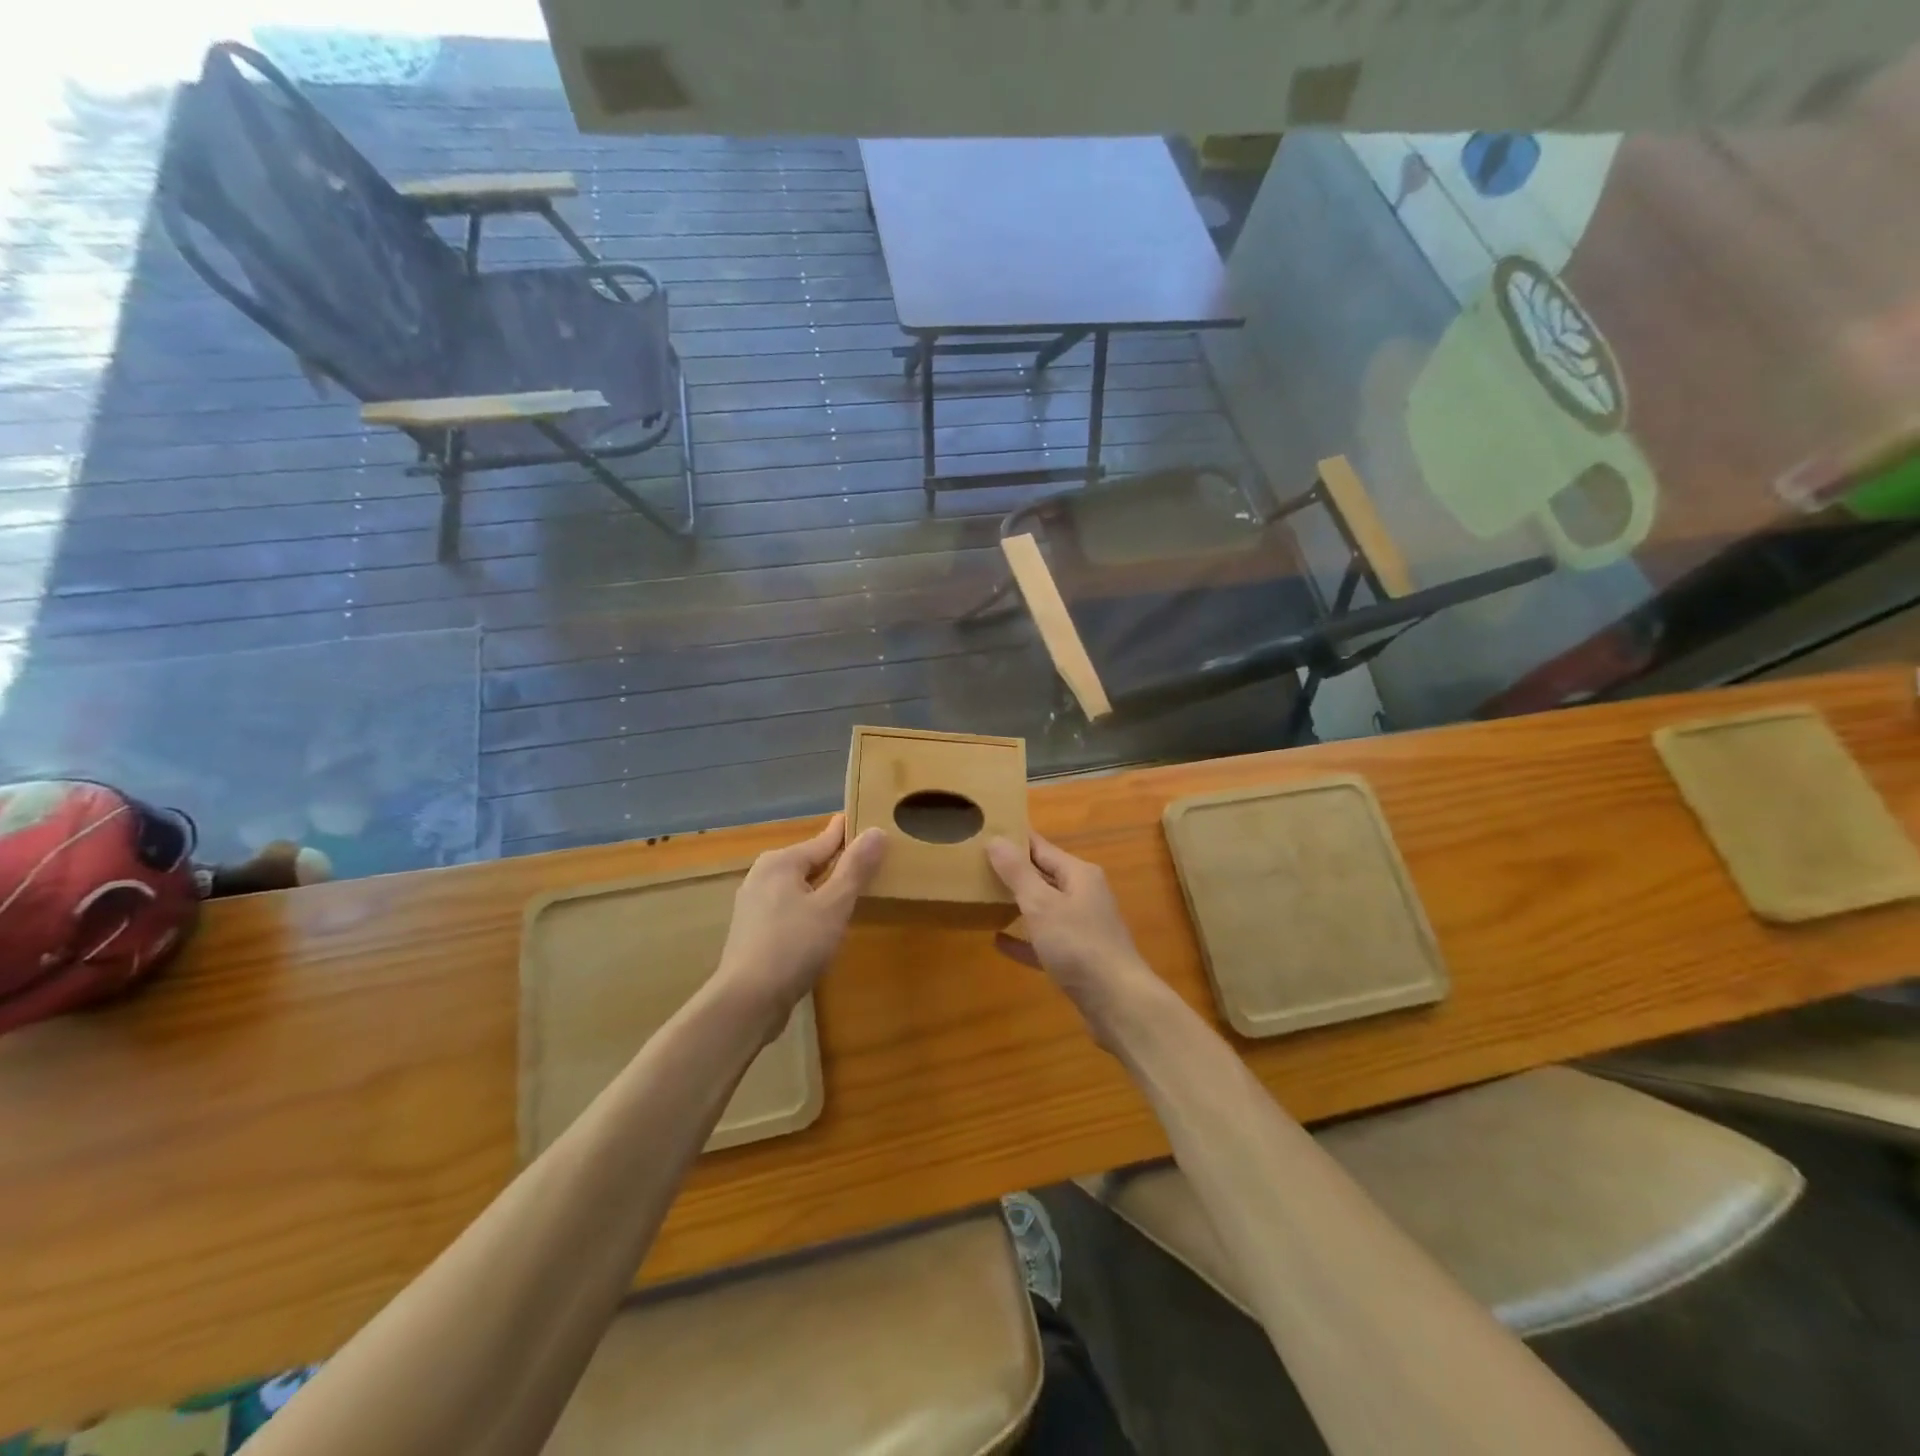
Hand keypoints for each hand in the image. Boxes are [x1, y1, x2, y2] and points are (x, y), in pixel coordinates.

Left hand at [714, 814, 887, 1037]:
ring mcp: (754, 905)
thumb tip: (876, 831)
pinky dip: (810, 907)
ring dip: (824, 887)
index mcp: (781, 862)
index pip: (824, 839)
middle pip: (809, 861)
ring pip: (799, 886)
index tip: (867, 821)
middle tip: (868, 858)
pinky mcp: (753, 932)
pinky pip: (790, 908)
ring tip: (852, 889)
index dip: (848, 832)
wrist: (747, 1001)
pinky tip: (824, 922)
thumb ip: (855, 868)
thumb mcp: (834, 905)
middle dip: (837, 860)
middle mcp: (763, 876)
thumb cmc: (794, 946)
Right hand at [987, 832, 1159, 1040]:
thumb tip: (996, 839)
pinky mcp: (1078, 958)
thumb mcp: (1041, 904)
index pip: (1041, 847)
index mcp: (1079, 874)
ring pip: (1045, 908)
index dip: (1014, 840)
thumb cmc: (1078, 945)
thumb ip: (1017, 873)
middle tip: (976, 865)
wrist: (1117, 1002)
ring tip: (984, 898)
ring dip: (1018, 904)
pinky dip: (1024, 939)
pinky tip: (999, 941)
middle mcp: (1084, 895)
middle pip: (1044, 876)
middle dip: (1014, 871)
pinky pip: (1045, 941)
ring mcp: (1083, 927)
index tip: (985, 831)